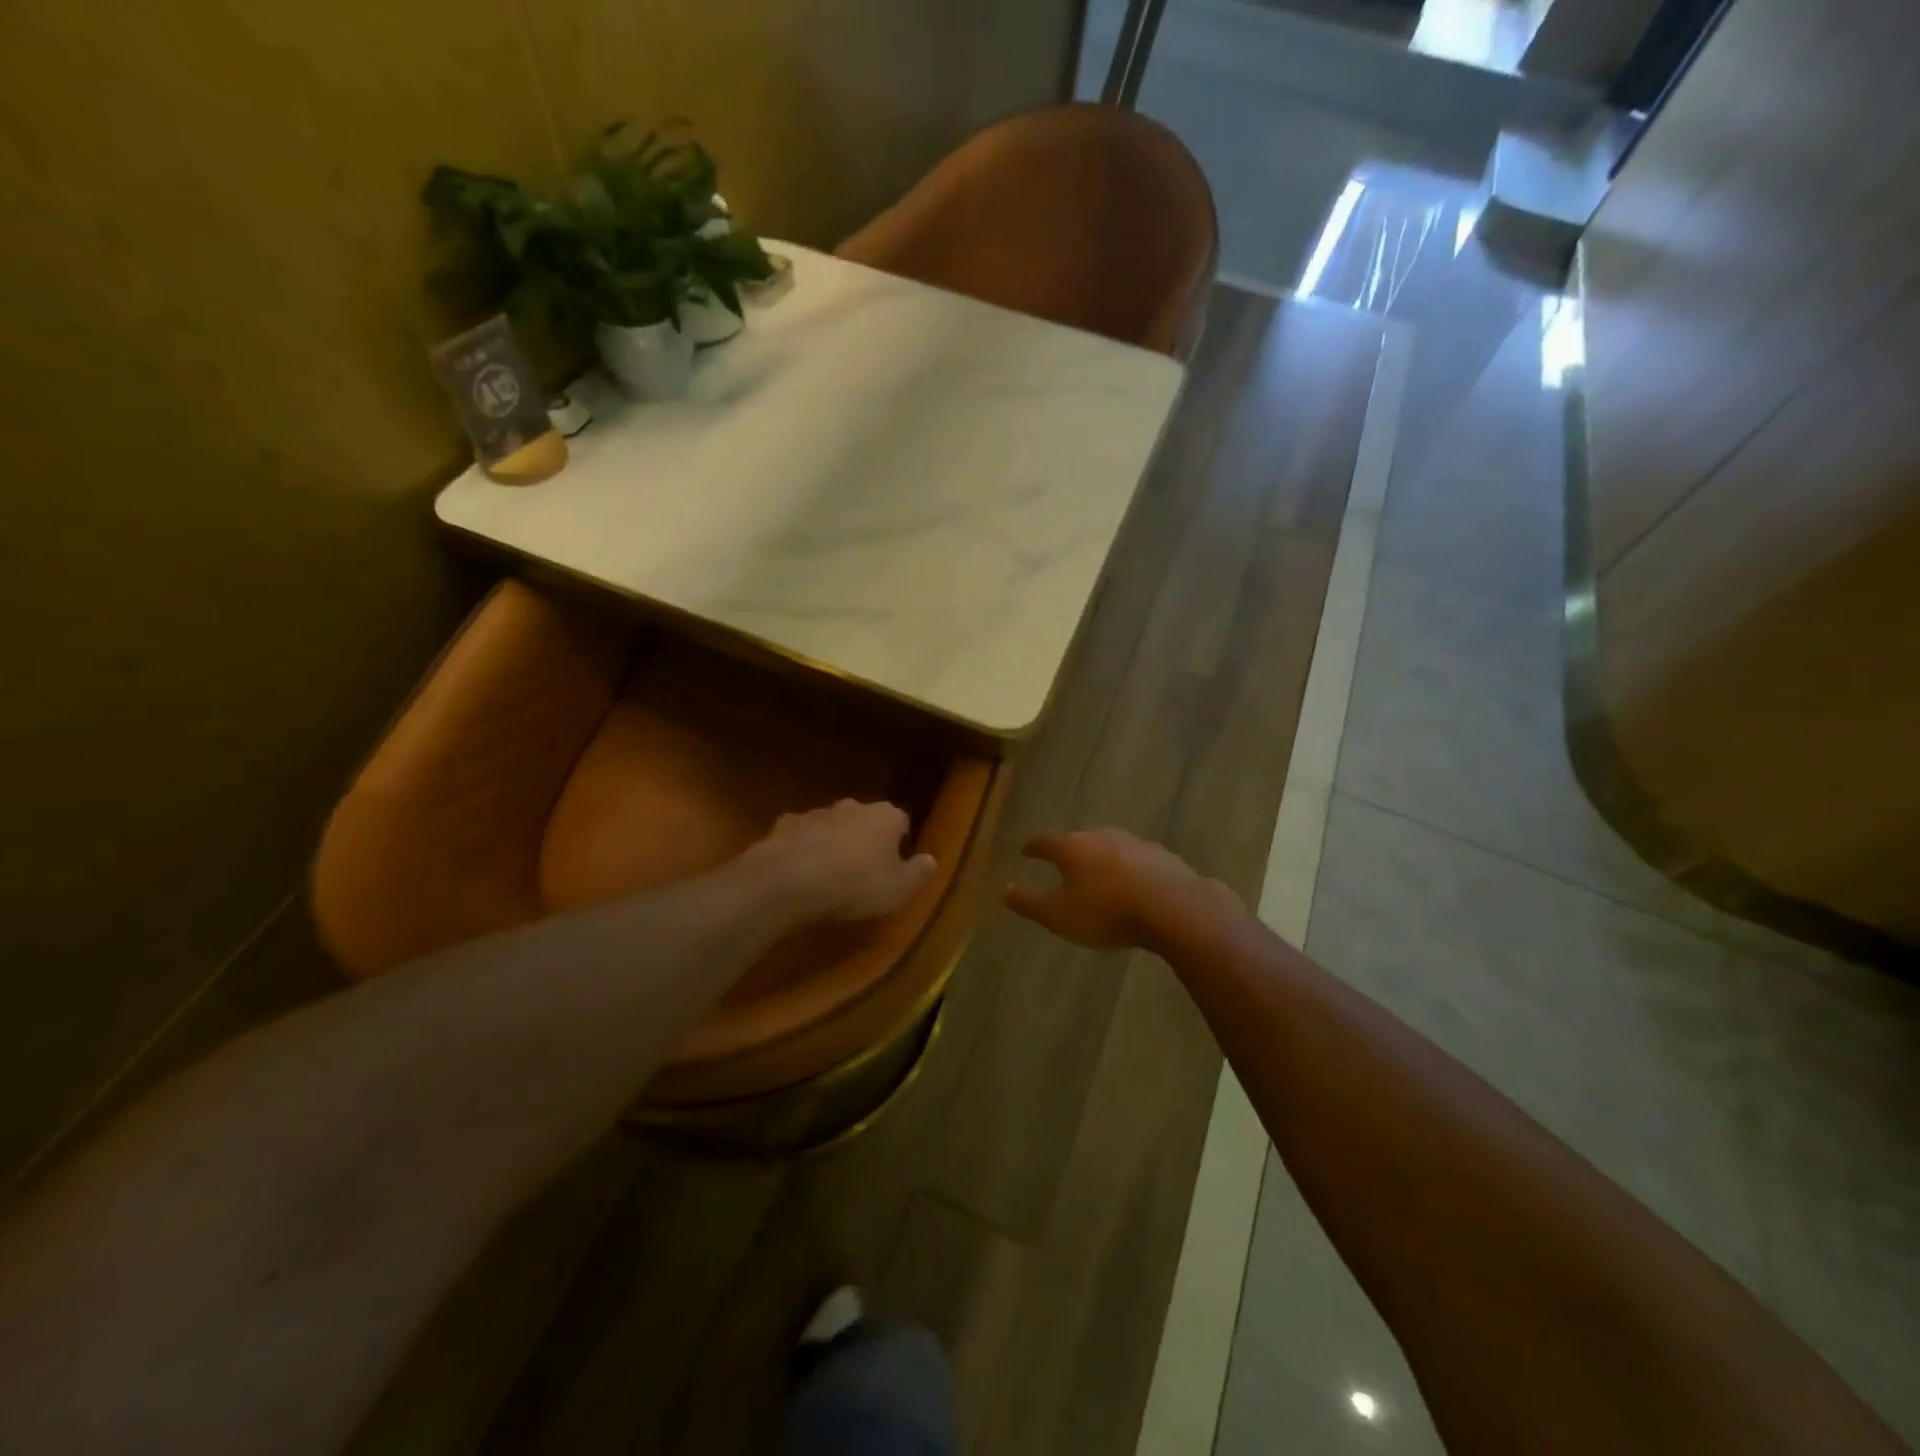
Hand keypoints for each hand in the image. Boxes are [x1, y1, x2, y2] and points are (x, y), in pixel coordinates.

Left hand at [754, 799, 937, 921]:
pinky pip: (801, 835)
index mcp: (886, 817)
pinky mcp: (786, 824)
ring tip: (829, 874)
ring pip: (832, 825)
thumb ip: (919, 873)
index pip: (902, 822)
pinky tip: (799, 871)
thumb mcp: (899, 889)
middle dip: (866, 839)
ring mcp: (817, 812)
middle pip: (866, 820)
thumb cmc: (855, 884)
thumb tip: (931, 859)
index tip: (895, 866)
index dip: (899, 844)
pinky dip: (803, 847)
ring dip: (834, 842)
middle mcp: (853, 806)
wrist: (790, 879)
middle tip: (863, 871)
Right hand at [1004, 828, 1219, 951]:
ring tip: (1099, 875)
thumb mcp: (1059, 915)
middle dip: (1070, 851)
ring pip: (1111, 847)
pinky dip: (1130, 869)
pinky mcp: (1163, 856)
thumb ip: (1030, 902)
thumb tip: (1004, 888)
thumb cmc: (1107, 912)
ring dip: (1102, 859)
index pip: (1045, 841)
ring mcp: (1135, 843)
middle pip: (1080, 840)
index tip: (1026, 851)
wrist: (1173, 907)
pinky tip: (1135, 884)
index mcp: (1072, 847)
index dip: (1033, 847)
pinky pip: (1138, 860)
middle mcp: (1102, 836)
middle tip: (1063, 863)